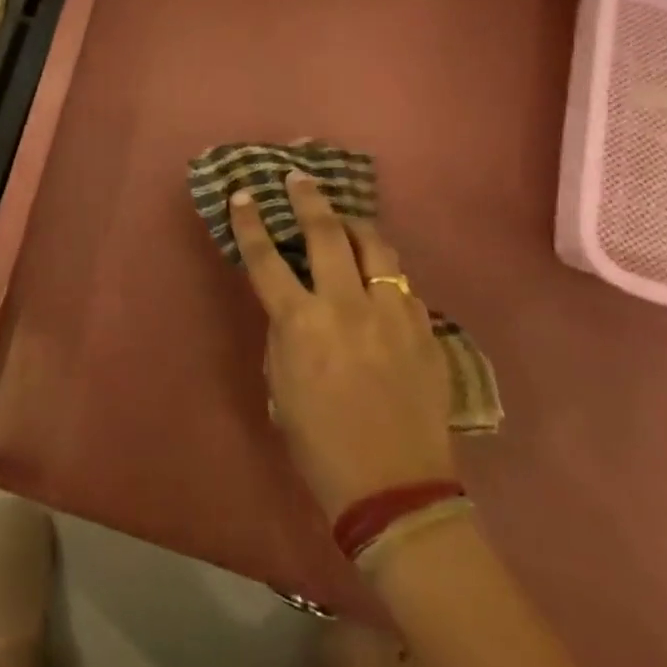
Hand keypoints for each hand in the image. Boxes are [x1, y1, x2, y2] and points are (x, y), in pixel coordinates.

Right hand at [232, 173, 453, 520]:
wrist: (395, 488)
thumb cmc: (319, 442)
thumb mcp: (280, 381)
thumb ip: (285, 330)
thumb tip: (293, 301)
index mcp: (301, 323)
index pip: (265, 257)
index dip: (250, 221)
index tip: (243, 194)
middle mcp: (346, 307)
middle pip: (325, 233)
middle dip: (307, 198)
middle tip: (298, 177)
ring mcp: (391, 315)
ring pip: (376, 247)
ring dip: (355, 224)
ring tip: (344, 218)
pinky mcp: (423, 330)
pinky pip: (402, 282)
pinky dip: (384, 269)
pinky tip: (378, 273)